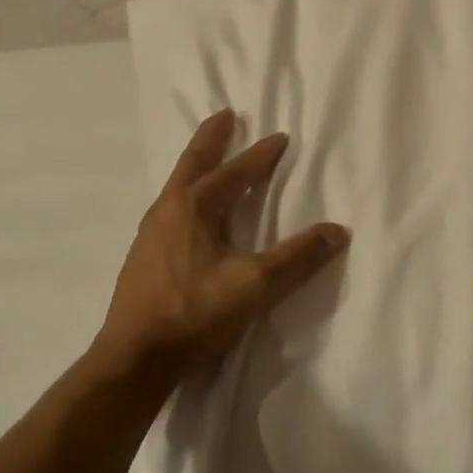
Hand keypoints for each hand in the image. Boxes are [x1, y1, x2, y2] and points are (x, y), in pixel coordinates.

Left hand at [96, 109, 349, 383]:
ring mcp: (149, 233)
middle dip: (211, 139)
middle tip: (224, 115)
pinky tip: (191, 214)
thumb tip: (338, 231)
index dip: (260, 155)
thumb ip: (296, 257)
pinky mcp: (143, 256)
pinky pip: (170, 208)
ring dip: (197, 166)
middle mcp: (167, 210)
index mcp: (193, 207)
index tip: (281, 137)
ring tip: (210, 160)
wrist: (134, 357)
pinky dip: (186, 194)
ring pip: (177, 186)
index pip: (234, 172)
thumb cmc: (194, 313)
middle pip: (193, 163)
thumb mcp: (254, 284)